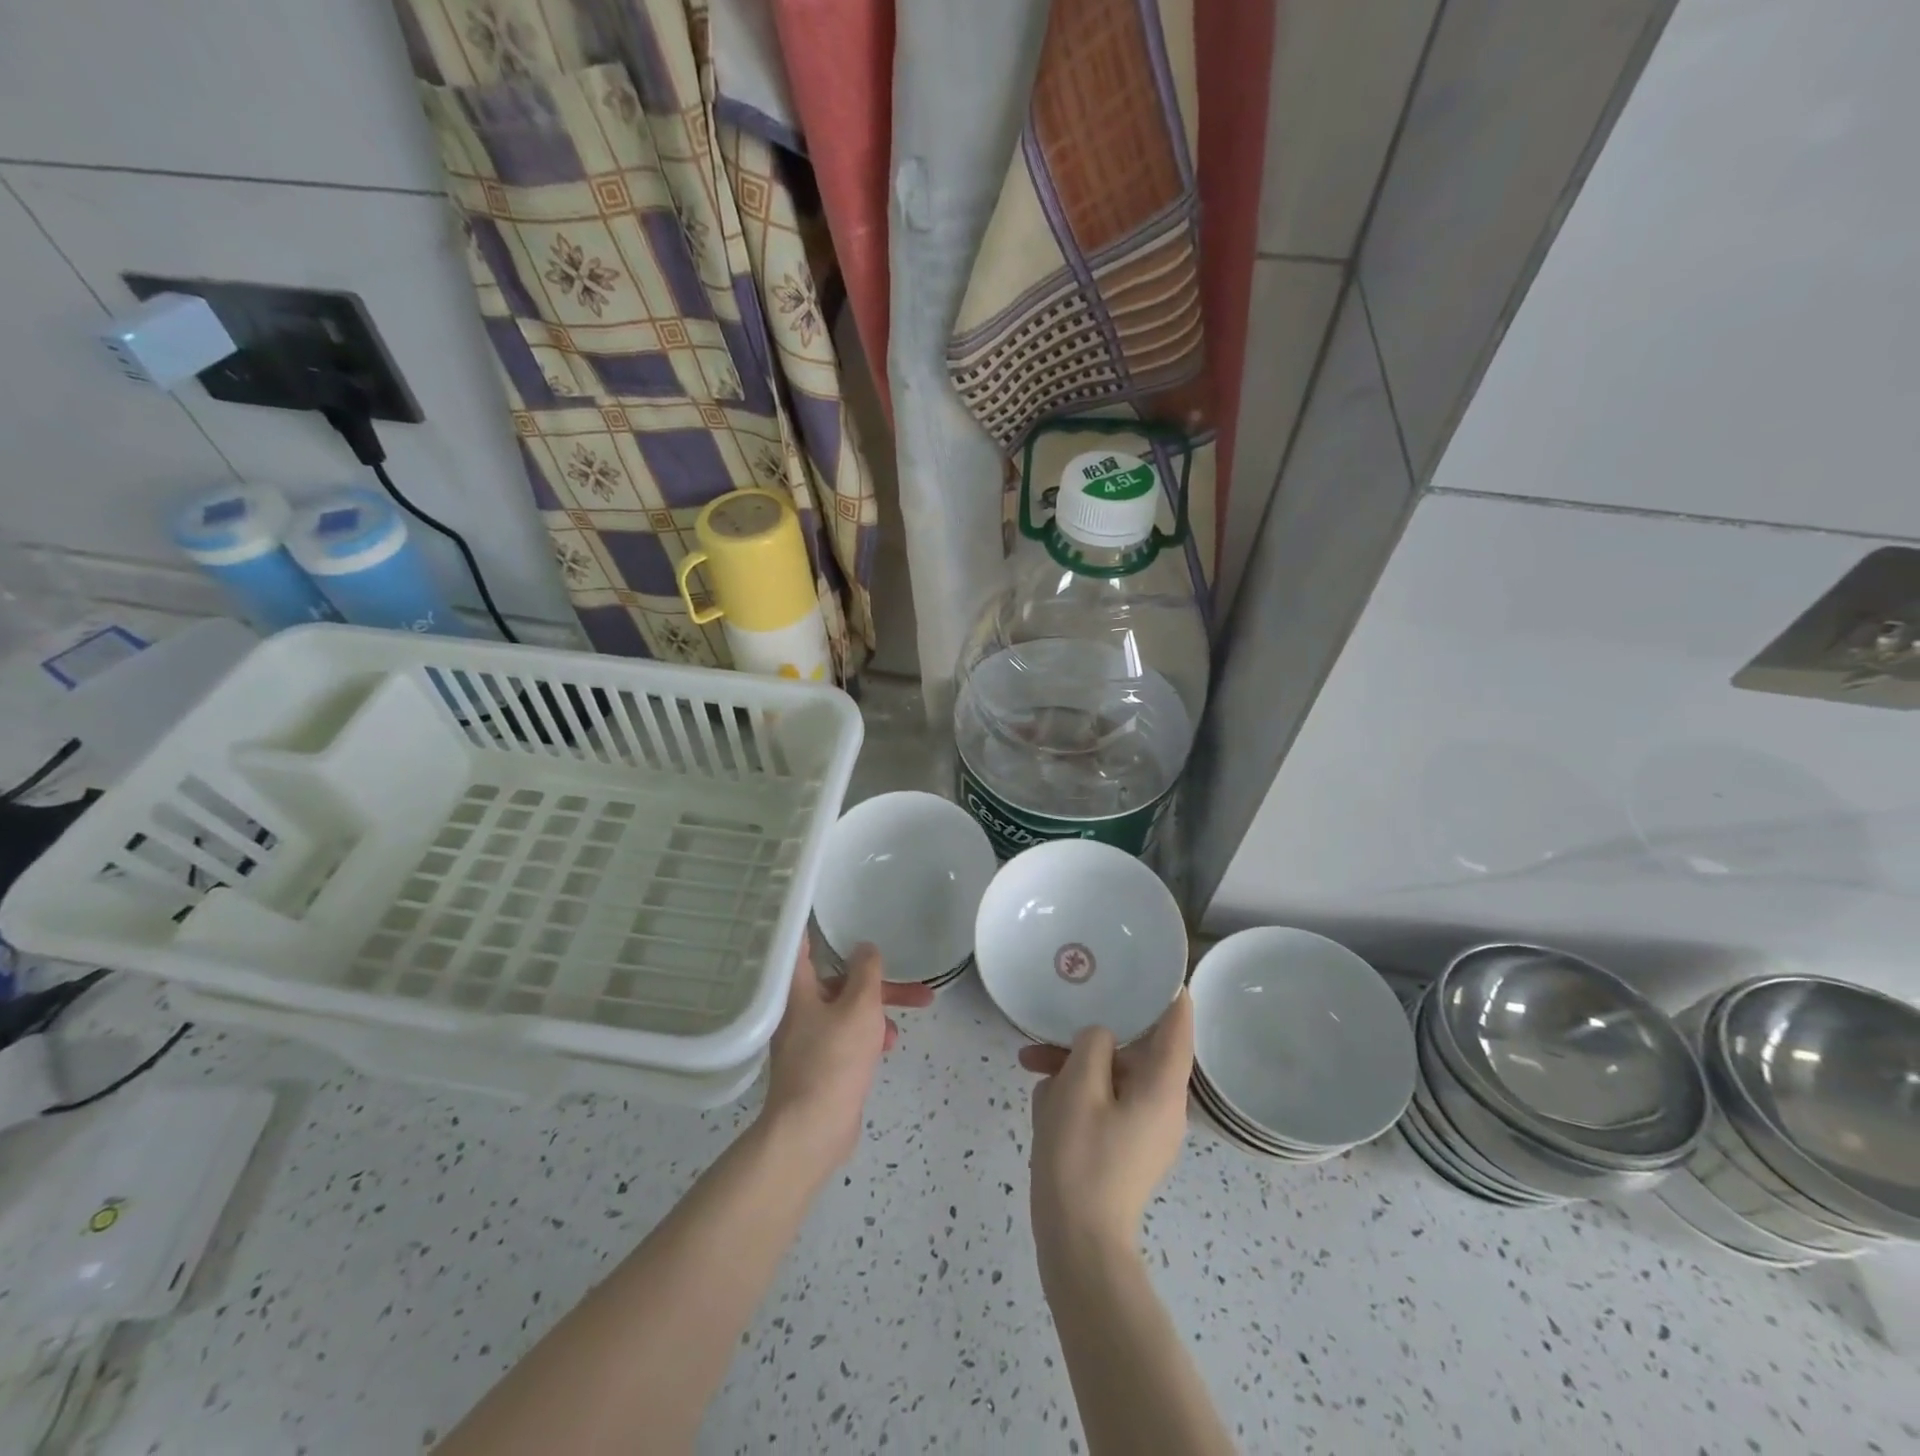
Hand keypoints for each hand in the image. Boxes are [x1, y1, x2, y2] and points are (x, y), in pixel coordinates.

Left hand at [760, 941, 933, 1178]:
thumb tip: (865, 947)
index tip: (831, 907)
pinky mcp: (818, 1064)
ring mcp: (806, 1038)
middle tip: (918, 989)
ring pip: (847, 1011)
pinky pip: (845, 1037)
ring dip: (877, 1015)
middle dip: (879, 985)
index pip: (802, 944)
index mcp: (798, 989)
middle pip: (839, 982)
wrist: (812, 1130)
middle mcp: (796, 1008)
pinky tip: (886, 1049)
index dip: (816, 925)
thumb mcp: (860, 1007)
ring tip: (899, 1031)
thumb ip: (867, 972)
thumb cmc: (834, 1059)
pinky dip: (866, 1038)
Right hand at [1019, 991, 1193, 1263]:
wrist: (1078, 1244)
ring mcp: (1146, 1129)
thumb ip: (1093, 1045)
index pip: (1178, 1024)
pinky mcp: (1126, 1147)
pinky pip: (1106, 1102)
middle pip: (1137, 1049)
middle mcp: (1164, 1104)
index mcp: (1163, 1086)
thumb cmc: (1081, 1158)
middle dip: (1094, 1033)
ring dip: (1076, 1065)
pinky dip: (1078, 1093)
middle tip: (1061, 1015)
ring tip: (1031, 1063)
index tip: (1149, 962)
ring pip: (1114, 1075)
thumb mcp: (1079, 1087)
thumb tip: (1100, 1036)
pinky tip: (1042, 1100)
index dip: (1168, 990)